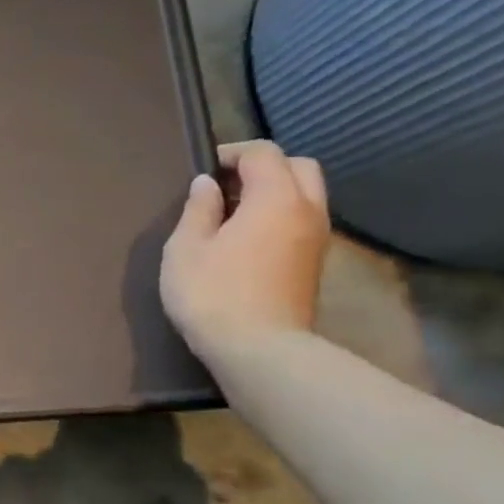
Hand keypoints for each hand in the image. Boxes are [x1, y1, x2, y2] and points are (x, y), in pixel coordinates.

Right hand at [160, 140, 330, 364]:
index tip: (203, 170)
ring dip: (274, 192)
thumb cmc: (212, 293)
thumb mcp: (186, 248)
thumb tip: (207, 185)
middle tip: (226, 186)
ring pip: (306, 194)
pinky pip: (303, 220)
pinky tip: (247, 238)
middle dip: (263, 167)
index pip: (264, 153)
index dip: (232, 153)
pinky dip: (280, 215)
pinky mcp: (315, 264)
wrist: (258, 350)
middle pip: (298, 167)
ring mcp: (317, 239)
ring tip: (233, 213)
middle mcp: (307, 210)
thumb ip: (198, 209)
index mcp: (276, 198)